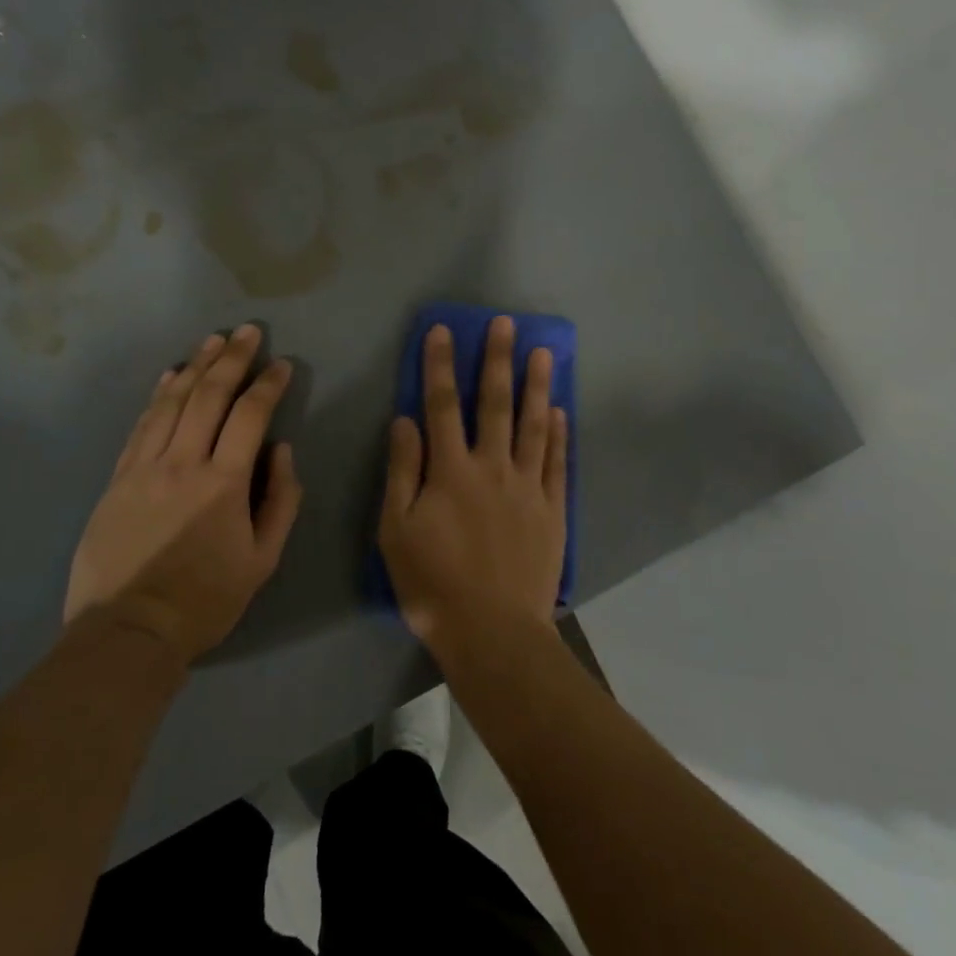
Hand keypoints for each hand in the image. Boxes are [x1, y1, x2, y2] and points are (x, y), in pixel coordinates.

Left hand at [65, 325, 301, 663]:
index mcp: (223, 483)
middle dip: (232, 358)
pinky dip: (158, 395)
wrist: (130, 630)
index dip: (268, 385)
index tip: (282, 365)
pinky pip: (141, 425)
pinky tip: (170, 375)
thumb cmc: (206, 599)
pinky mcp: (117, 478)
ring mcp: (144, 467)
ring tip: (213, 341)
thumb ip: (281, 500)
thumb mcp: (263, 560)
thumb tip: (282, 450)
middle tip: (247, 331)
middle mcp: (182, 463)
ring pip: (172, 402)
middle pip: (209, 396)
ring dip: (195, 366)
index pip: (250, 416)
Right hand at [379, 317, 568, 660]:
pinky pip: (557, 463)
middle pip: (494, 404)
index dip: (440, 366)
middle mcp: (492, 467)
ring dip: (536, 386)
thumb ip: (402, 471)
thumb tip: (405, 420)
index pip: (441, 405)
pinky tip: (559, 412)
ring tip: (543, 353)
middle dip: (497, 360)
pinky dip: (558, 434)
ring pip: (532, 425)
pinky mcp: (552, 510)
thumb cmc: (433, 584)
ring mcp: (528, 487)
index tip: (443, 331)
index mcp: (450, 471)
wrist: (493, 631)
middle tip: (505, 324)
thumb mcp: (396, 530)